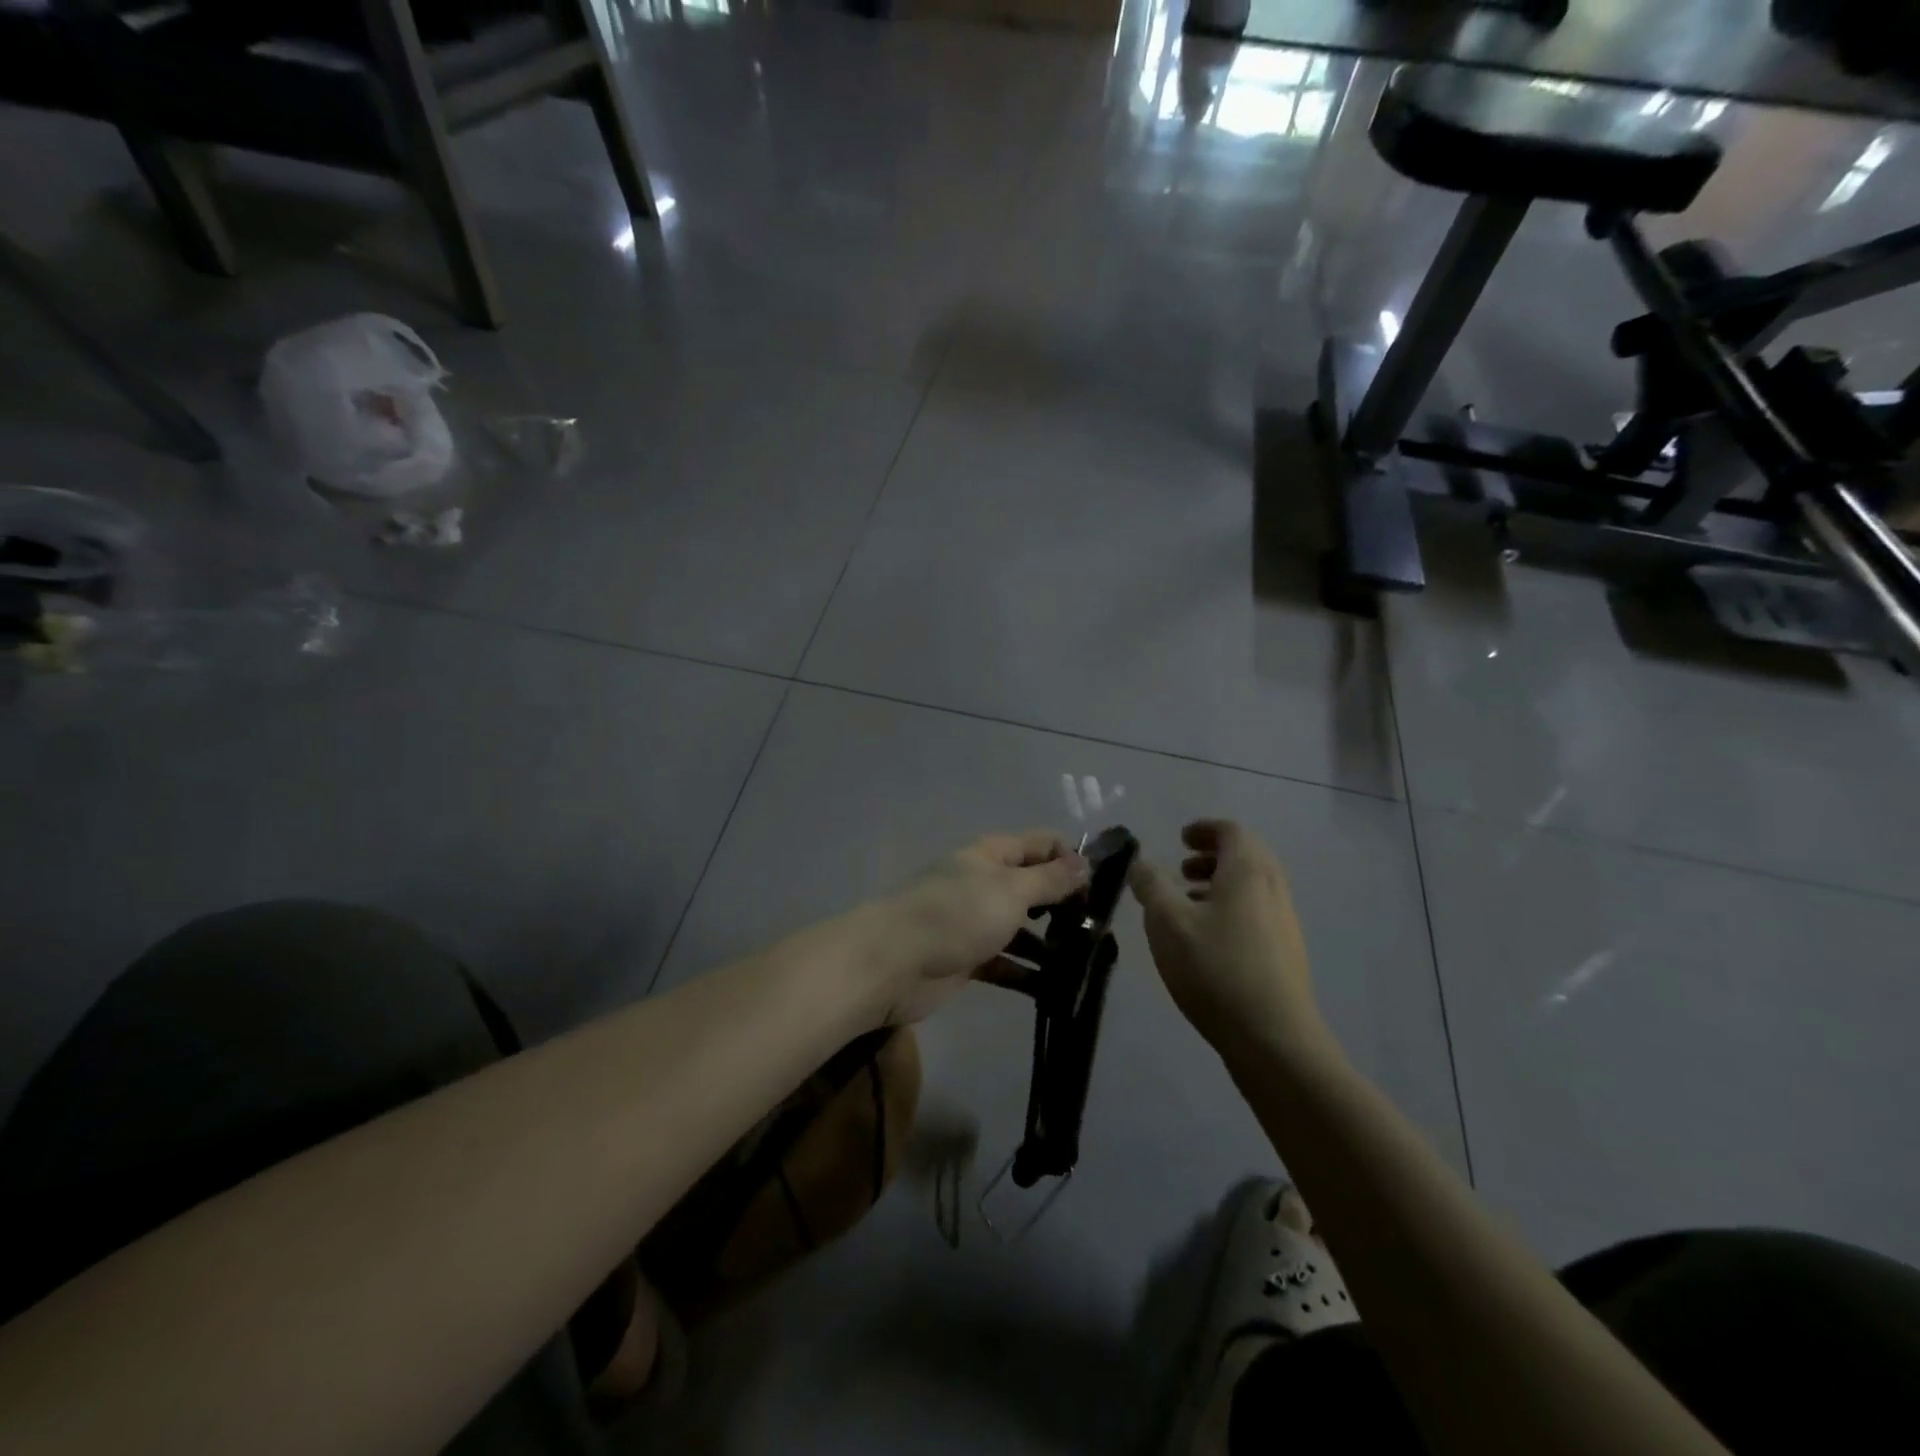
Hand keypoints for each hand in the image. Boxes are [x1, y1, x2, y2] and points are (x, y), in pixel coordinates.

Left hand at [873, 831, 1088, 1024]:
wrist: (893, 963)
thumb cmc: (956, 914)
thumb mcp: (1011, 890)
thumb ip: (1050, 878)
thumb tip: (1085, 861)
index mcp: (992, 855)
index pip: (1040, 844)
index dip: (1071, 858)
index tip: (1102, 886)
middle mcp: (984, 883)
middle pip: (1033, 887)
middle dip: (1065, 904)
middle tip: (1099, 929)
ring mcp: (974, 922)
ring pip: (1022, 928)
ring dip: (1051, 943)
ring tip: (1088, 962)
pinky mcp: (968, 959)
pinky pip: (1007, 963)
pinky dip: (1029, 973)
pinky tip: (1059, 989)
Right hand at [1128, 820, 1330, 1062]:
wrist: (1273, 1040)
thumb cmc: (1215, 969)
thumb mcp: (1167, 921)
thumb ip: (1151, 884)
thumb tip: (1142, 862)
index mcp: (1248, 872)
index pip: (1231, 831)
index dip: (1204, 829)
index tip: (1179, 838)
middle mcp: (1273, 889)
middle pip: (1246, 857)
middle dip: (1212, 856)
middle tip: (1180, 869)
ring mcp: (1285, 923)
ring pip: (1251, 888)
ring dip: (1219, 885)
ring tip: (1186, 905)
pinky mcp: (1286, 954)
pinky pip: (1256, 914)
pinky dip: (1230, 910)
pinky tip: (1205, 941)